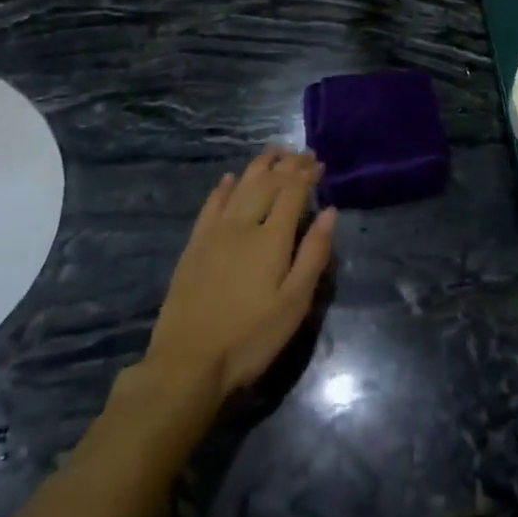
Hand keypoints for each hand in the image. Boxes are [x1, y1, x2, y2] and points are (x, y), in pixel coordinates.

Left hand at [145, 149, 335, 403]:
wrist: (187, 364)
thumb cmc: (250, 338)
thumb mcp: (294, 304)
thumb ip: (314, 254)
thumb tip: (329, 210)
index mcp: (272, 238)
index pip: (292, 191)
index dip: (306, 174)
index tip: (319, 163)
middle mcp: (243, 224)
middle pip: (267, 182)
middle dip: (287, 164)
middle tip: (302, 154)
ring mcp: (214, 232)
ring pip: (240, 186)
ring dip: (259, 166)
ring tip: (273, 152)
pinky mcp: (194, 245)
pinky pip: (211, 205)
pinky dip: (224, 188)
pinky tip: (230, 179)